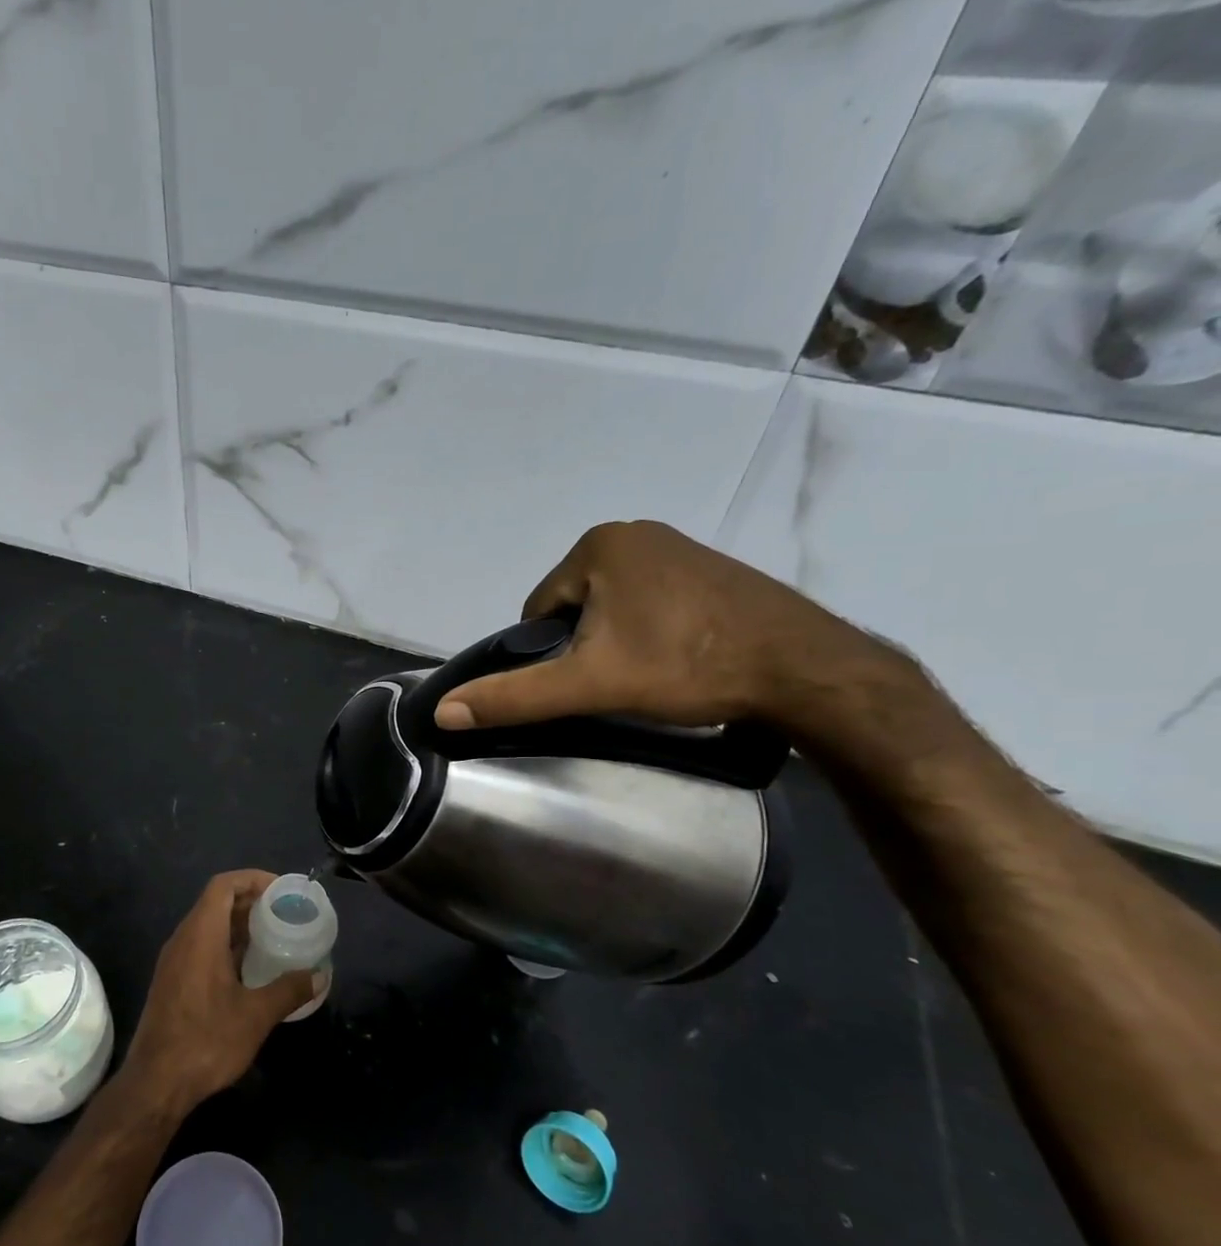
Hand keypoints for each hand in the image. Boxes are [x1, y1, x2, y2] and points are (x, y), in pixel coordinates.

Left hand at [120, 870, 322, 1113]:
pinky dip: (227, 945)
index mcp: (200, 935)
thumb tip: (319, 975)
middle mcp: (183, 940)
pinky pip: (201, 947)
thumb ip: (289, 989)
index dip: (252, 879)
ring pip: (208, 926)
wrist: (155, 1083)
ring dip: (239, 925)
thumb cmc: (206, 1041)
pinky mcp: (172, 982)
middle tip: (285, 914)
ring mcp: (174, 961)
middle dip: (250, 901)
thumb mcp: (256, 1015)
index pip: (223, 886)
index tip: (281, 890)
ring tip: (274, 937)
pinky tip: (250, 969)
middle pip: (215, 903)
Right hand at [434, 521, 885, 731]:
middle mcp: (634, 532)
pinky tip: (676, 659)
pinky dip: (650, 630)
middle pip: (574, 606)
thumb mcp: (588, 684)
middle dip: (585, 646)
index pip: (538, 609)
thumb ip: (514, 696)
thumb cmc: (685, 665)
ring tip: (649, 675)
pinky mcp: (709, 568)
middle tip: (617, 683)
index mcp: (598, 544)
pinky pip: (650, 601)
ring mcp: (677, 546)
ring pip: (612, 606)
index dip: (550, 654)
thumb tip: (443, 713)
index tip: (584, 682)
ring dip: (616, 640)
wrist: (803, 668)